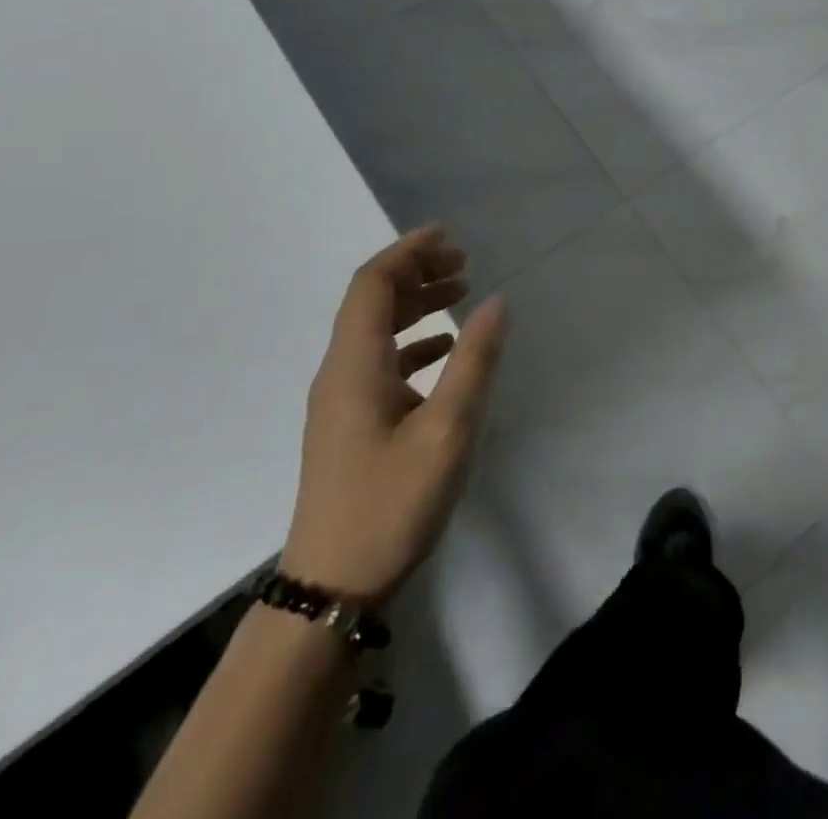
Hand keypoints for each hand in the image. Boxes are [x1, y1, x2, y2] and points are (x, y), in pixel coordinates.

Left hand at [280, 227, 508, 601]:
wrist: (330, 590)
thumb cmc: (391, 504)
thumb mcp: (447, 430)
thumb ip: (473, 361)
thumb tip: (497, 301)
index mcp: (355, 364)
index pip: (372, 284)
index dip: (408, 253)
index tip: (448, 237)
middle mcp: (340, 372)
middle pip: (371, 302)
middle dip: (416, 273)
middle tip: (463, 264)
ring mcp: (340, 401)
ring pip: (375, 331)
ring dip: (415, 305)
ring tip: (461, 295)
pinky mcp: (348, 425)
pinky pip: (379, 361)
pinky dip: (412, 341)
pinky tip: (443, 351)